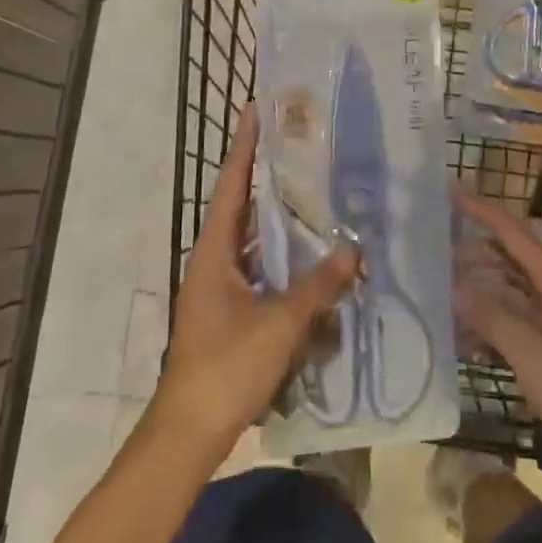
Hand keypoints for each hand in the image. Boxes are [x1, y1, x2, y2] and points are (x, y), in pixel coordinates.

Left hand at [152, 108, 358, 462]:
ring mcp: (222, 289)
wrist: (189, 433)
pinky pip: (263, 272)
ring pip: (256, 242)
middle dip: (269, 177)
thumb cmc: (226, 367)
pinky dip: (286, 261)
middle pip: (243, 208)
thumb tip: (352, 251)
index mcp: (214, 252)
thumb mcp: (278, 324)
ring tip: (317, 195)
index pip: (230, 185)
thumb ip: (317, 286)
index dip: (243, 147)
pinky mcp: (233, 314)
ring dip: (282, 221)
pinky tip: (315, 261)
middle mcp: (214, 262)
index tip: (256, 109)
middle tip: (304, 148)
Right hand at [453, 185, 541, 484]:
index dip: (483, 210)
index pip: (514, 233)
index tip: (453, 190)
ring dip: (483, 289)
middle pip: (513, 257)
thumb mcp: (532, 357)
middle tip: (436, 254)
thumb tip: (457, 288)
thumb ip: (493, 319)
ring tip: (446, 294)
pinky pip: (522, 316)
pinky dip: (496, 318)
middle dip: (476, 252)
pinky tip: (469, 334)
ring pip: (515, 288)